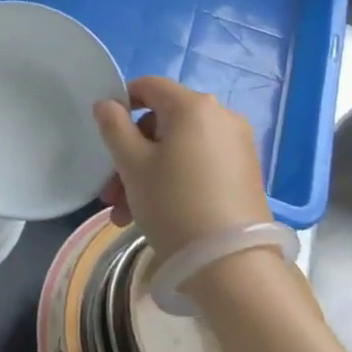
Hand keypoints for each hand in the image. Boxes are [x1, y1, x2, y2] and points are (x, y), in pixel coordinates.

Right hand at [92, 76, 270, 260]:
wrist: (231, 265)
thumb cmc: (173, 204)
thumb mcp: (132, 164)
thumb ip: (114, 126)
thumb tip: (107, 104)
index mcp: (193, 105)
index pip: (148, 86)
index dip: (121, 104)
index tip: (105, 137)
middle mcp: (221, 116)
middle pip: (162, 122)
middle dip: (131, 153)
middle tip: (111, 191)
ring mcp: (237, 145)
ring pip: (178, 148)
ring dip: (148, 173)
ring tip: (125, 214)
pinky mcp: (245, 173)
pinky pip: (199, 164)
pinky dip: (175, 180)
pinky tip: (155, 214)